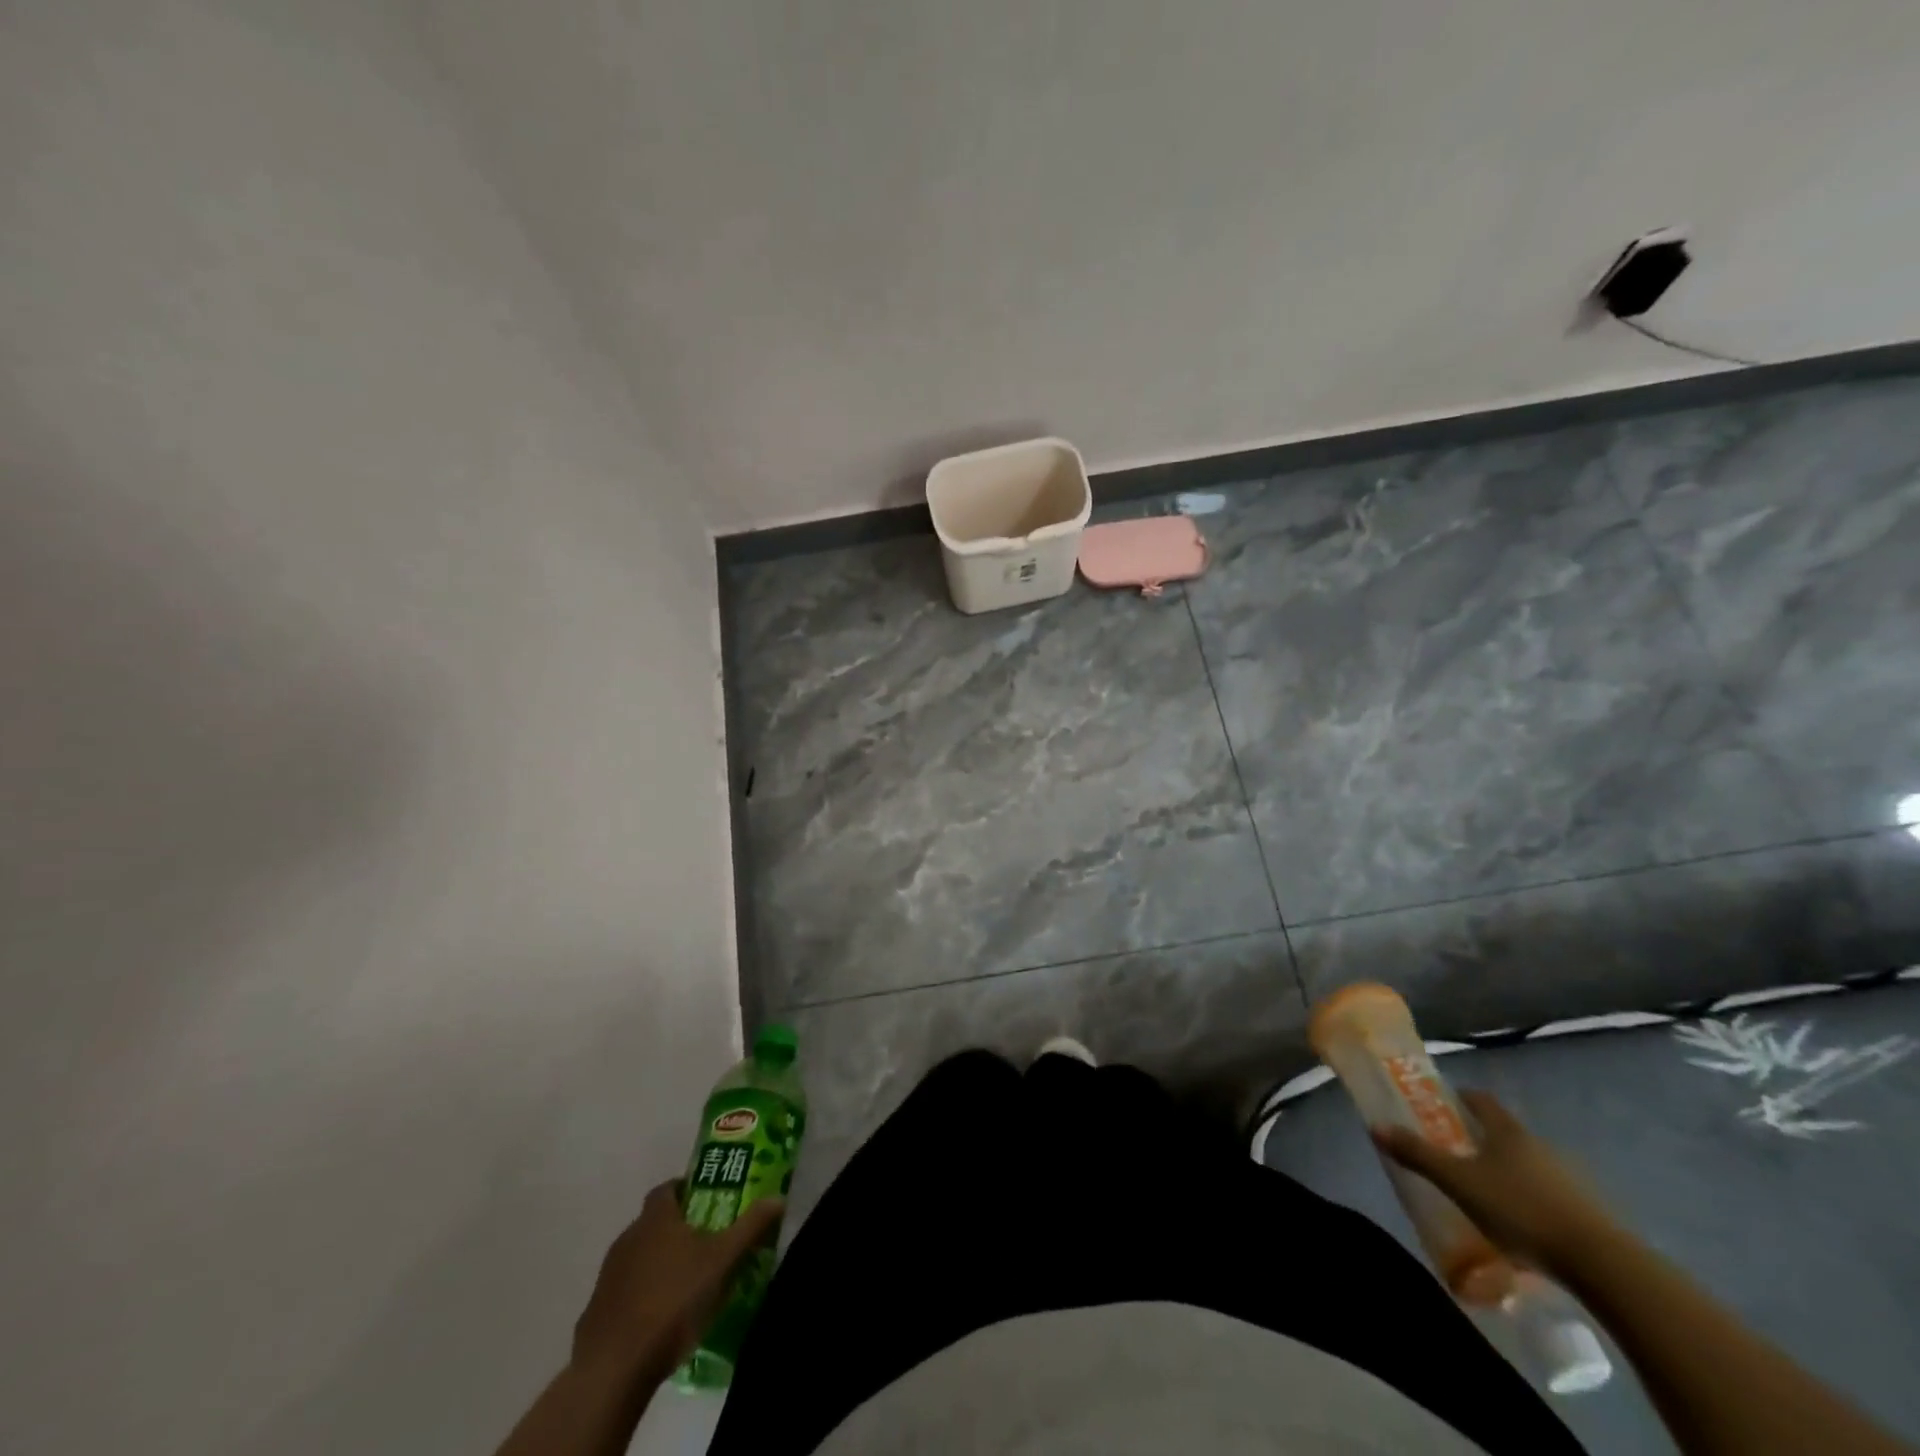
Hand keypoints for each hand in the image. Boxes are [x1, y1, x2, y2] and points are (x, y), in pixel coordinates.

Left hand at [570, 1179, 783, 1383]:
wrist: (614, 1367)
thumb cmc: (673, 1300)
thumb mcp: (722, 1260)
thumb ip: (750, 1227)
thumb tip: (778, 1197)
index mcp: (655, 1218)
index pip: (668, 1188)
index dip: (686, 1189)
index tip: (708, 1200)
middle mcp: (628, 1237)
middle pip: (654, 1222)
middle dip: (678, 1228)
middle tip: (707, 1242)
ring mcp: (608, 1276)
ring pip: (639, 1257)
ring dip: (660, 1263)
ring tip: (688, 1282)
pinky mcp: (597, 1312)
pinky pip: (626, 1292)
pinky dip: (643, 1295)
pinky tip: (661, 1317)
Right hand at [1373, 1089, 1617, 1274]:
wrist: (1601, 1264)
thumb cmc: (1520, 1210)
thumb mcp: (1458, 1183)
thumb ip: (1418, 1155)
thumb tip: (1376, 1126)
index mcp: (1507, 1131)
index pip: (1480, 1100)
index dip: (1460, 1098)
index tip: (1441, 1104)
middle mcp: (1538, 1146)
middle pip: (1504, 1132)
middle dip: (1479, 1138)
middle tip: (1453, 1152)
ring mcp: (1567, 1179)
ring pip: (1527, 1165)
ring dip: (1505, 1172)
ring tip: (1483, 1194)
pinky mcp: (1585, 1212)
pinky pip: (1547, 1195)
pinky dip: (1528, 1200)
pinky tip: (1518, 1224)